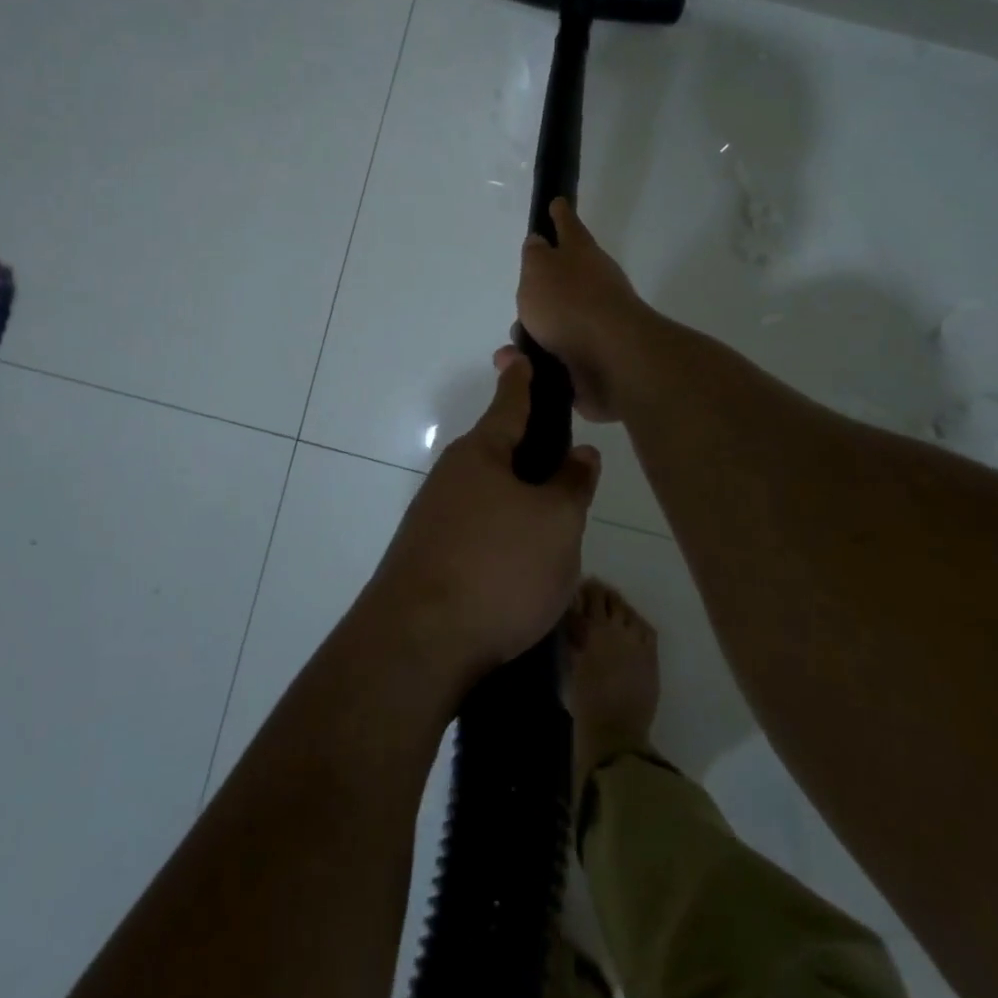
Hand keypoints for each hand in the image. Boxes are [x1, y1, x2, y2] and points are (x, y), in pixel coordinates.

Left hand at [362, 353, 600, 684]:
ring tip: (556, 536)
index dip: (521, 379)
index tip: (520, 354)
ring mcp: (433, 518)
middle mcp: (451, 477)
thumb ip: (572, 484)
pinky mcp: (427, 557)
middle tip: (567, 472)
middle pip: (499, 455)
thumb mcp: (556, 523)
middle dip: (530, 457)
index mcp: (481, 454)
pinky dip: (501, 540)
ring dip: (519, 507)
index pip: (509, 403)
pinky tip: (521, 571)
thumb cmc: (497, 567)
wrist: (417, 644)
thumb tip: (580, 454)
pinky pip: (476, 533)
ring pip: (489, 499)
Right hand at [498, 198, 657, 422]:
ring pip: (559, 319)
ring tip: (516, 342)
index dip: (560, 215)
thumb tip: (539, 242)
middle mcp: (594, 283)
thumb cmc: (569, 304)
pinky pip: (561, 352)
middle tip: (525, 292)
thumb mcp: (539, 270)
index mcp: (581, 254)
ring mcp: (598, 320)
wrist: (612, 358)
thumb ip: (535, 255)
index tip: (557, 202)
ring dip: (537, 329)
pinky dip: (543, 356)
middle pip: (564, 278)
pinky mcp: (596, 355)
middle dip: (543, 287)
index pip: (568, 226)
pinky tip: (526, 364)